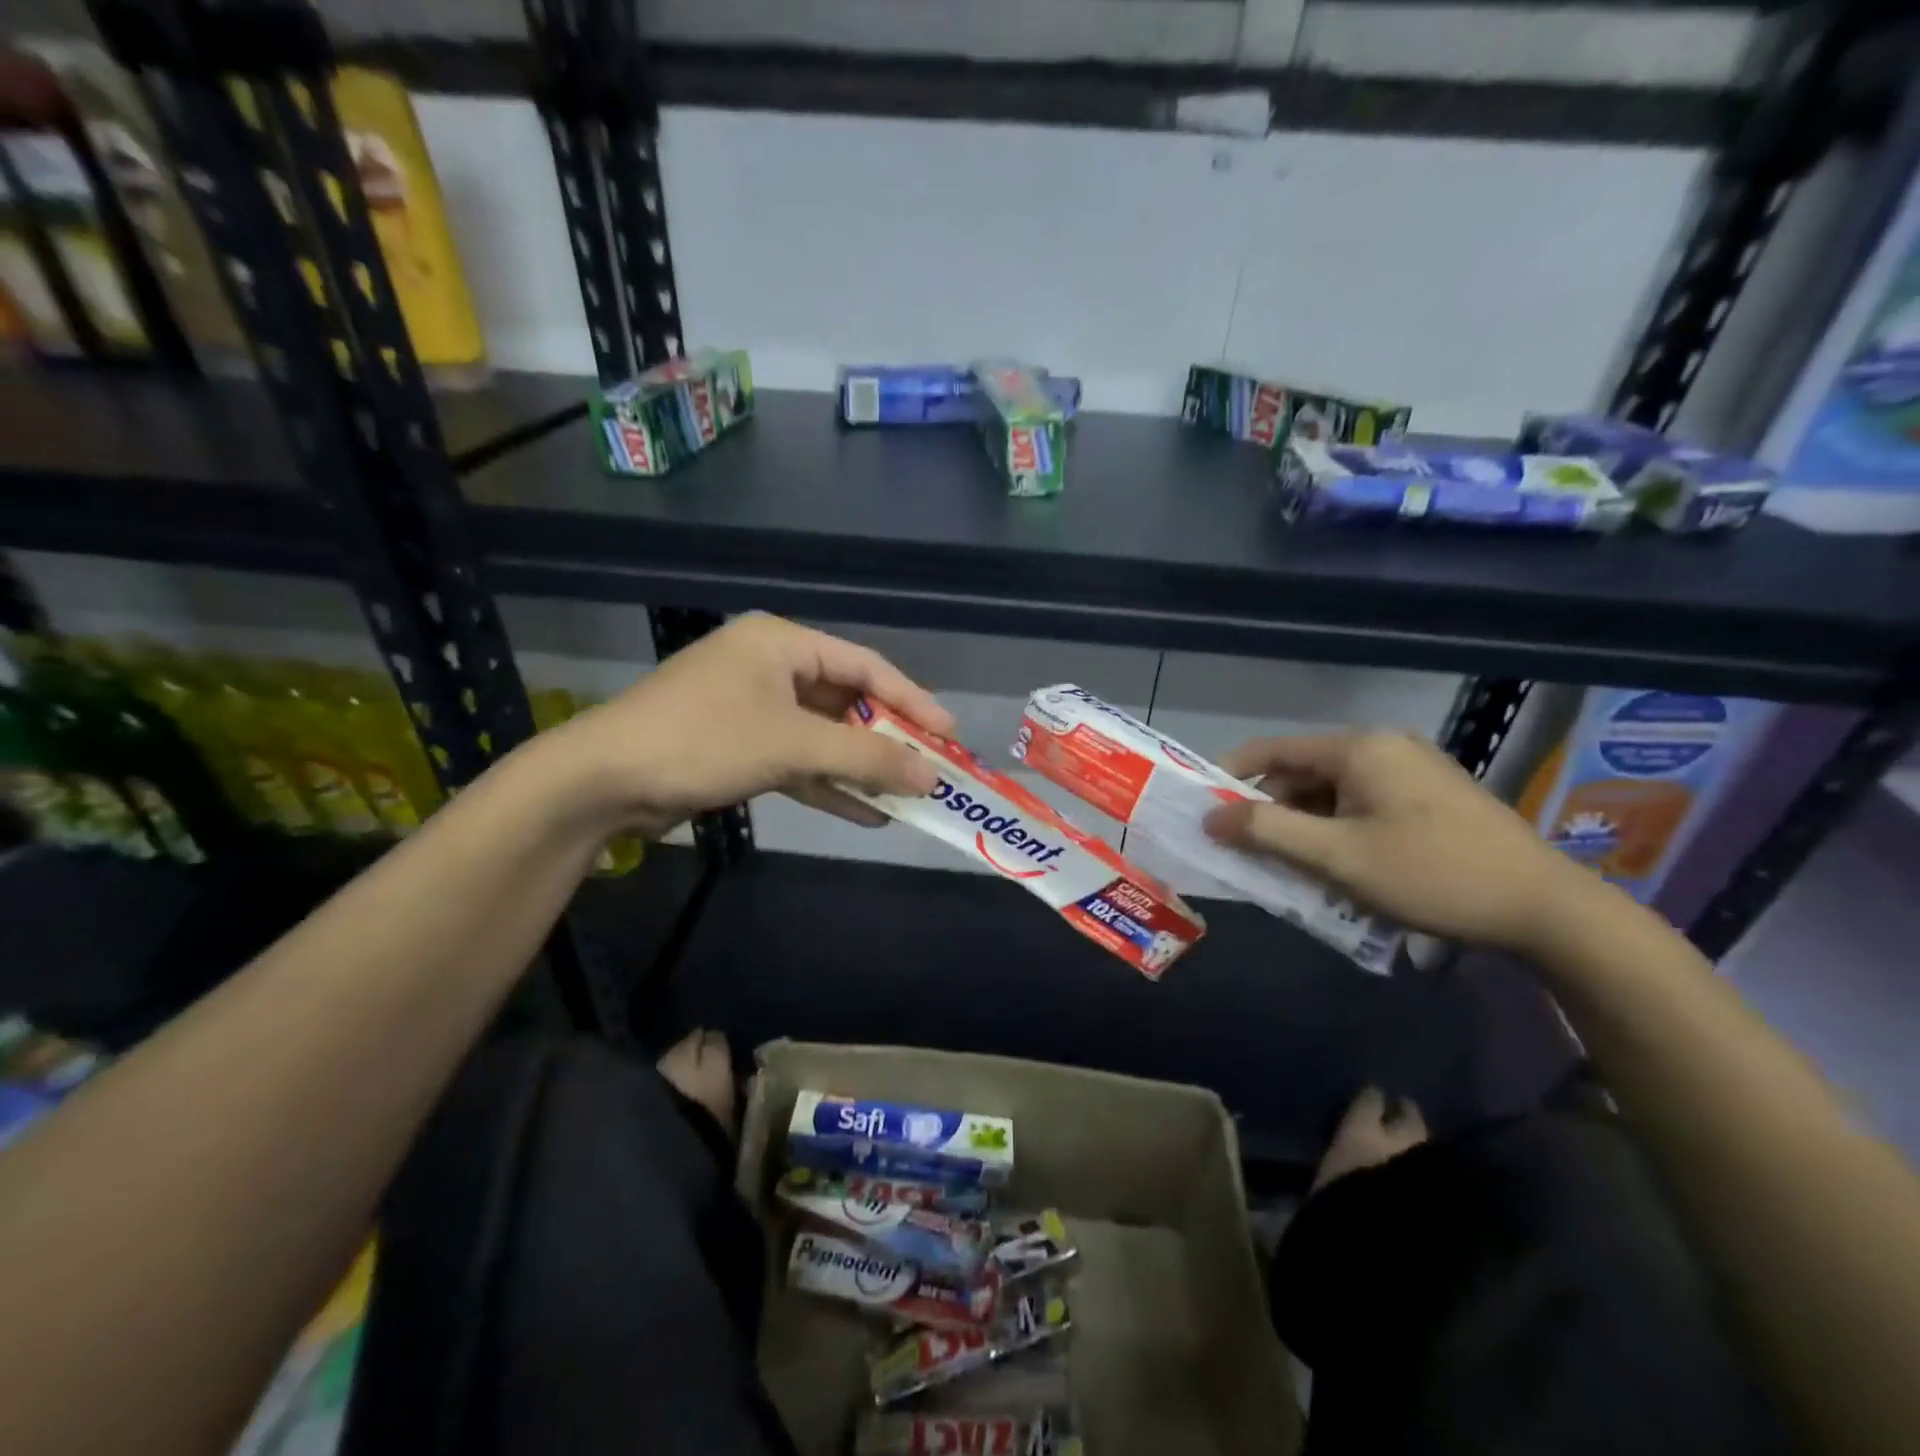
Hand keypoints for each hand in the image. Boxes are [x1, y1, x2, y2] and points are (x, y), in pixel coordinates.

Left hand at [549, 613, 953, 837]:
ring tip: (909, 796)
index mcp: (782, 644)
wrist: (603, 782)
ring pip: (824, 737)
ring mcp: (753, 709)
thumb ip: (867, 756)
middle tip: (933, 769)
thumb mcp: (793, 745)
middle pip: (846, 702)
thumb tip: (931, 775)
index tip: (949, 736)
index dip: (912, 701)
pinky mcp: (739, 747)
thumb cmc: (704, 740)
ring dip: (862, 767)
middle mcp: (770, 668)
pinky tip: (868, 814)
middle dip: (888, 740)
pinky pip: (798, 763)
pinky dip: (829, 786)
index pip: (866, 667)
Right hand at [1202, 730, 1592, 954]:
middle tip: (1248, 853)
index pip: (1272, 749)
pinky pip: (1362, 804)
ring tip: (1291, 868)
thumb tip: (1210, 816)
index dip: (1231, 776)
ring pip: (1332, 792)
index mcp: (1359, 748)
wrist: (1545, 908)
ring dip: (1304, 826)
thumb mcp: (1338, 856)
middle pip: (1302, 772)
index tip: (1203, 809)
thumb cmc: (1431, 873)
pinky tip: (1337, 866)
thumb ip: (1267, 832)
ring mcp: (1412, 770)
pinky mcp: (1430, 796)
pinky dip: (1337, 830)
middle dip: (1270, 811)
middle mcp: (1383, 747)